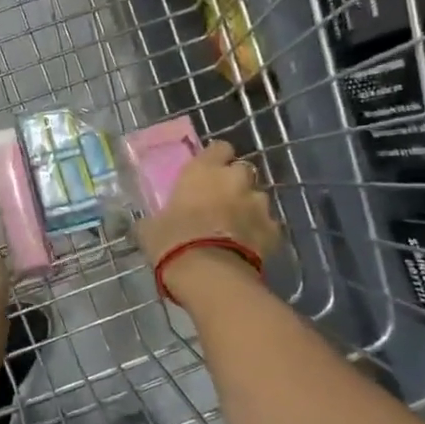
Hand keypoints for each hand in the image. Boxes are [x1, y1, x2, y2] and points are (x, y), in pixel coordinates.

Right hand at [134, 141, 280, 295]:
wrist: (209, 275)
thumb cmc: (172, 242)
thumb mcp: (150, 228)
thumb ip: (156, 218)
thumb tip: (150, 223)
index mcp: (204, 170)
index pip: (219, 148)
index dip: (215, 159)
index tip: (207, 173)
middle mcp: (235, 179)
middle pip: (242, 171)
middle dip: (234, 183)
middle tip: (220, 202)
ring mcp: (259, 204)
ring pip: (257, 199)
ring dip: (248, 208)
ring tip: (234, 229)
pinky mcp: (274, 230)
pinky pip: (267, 226)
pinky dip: (259, 233)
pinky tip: (247, 248)